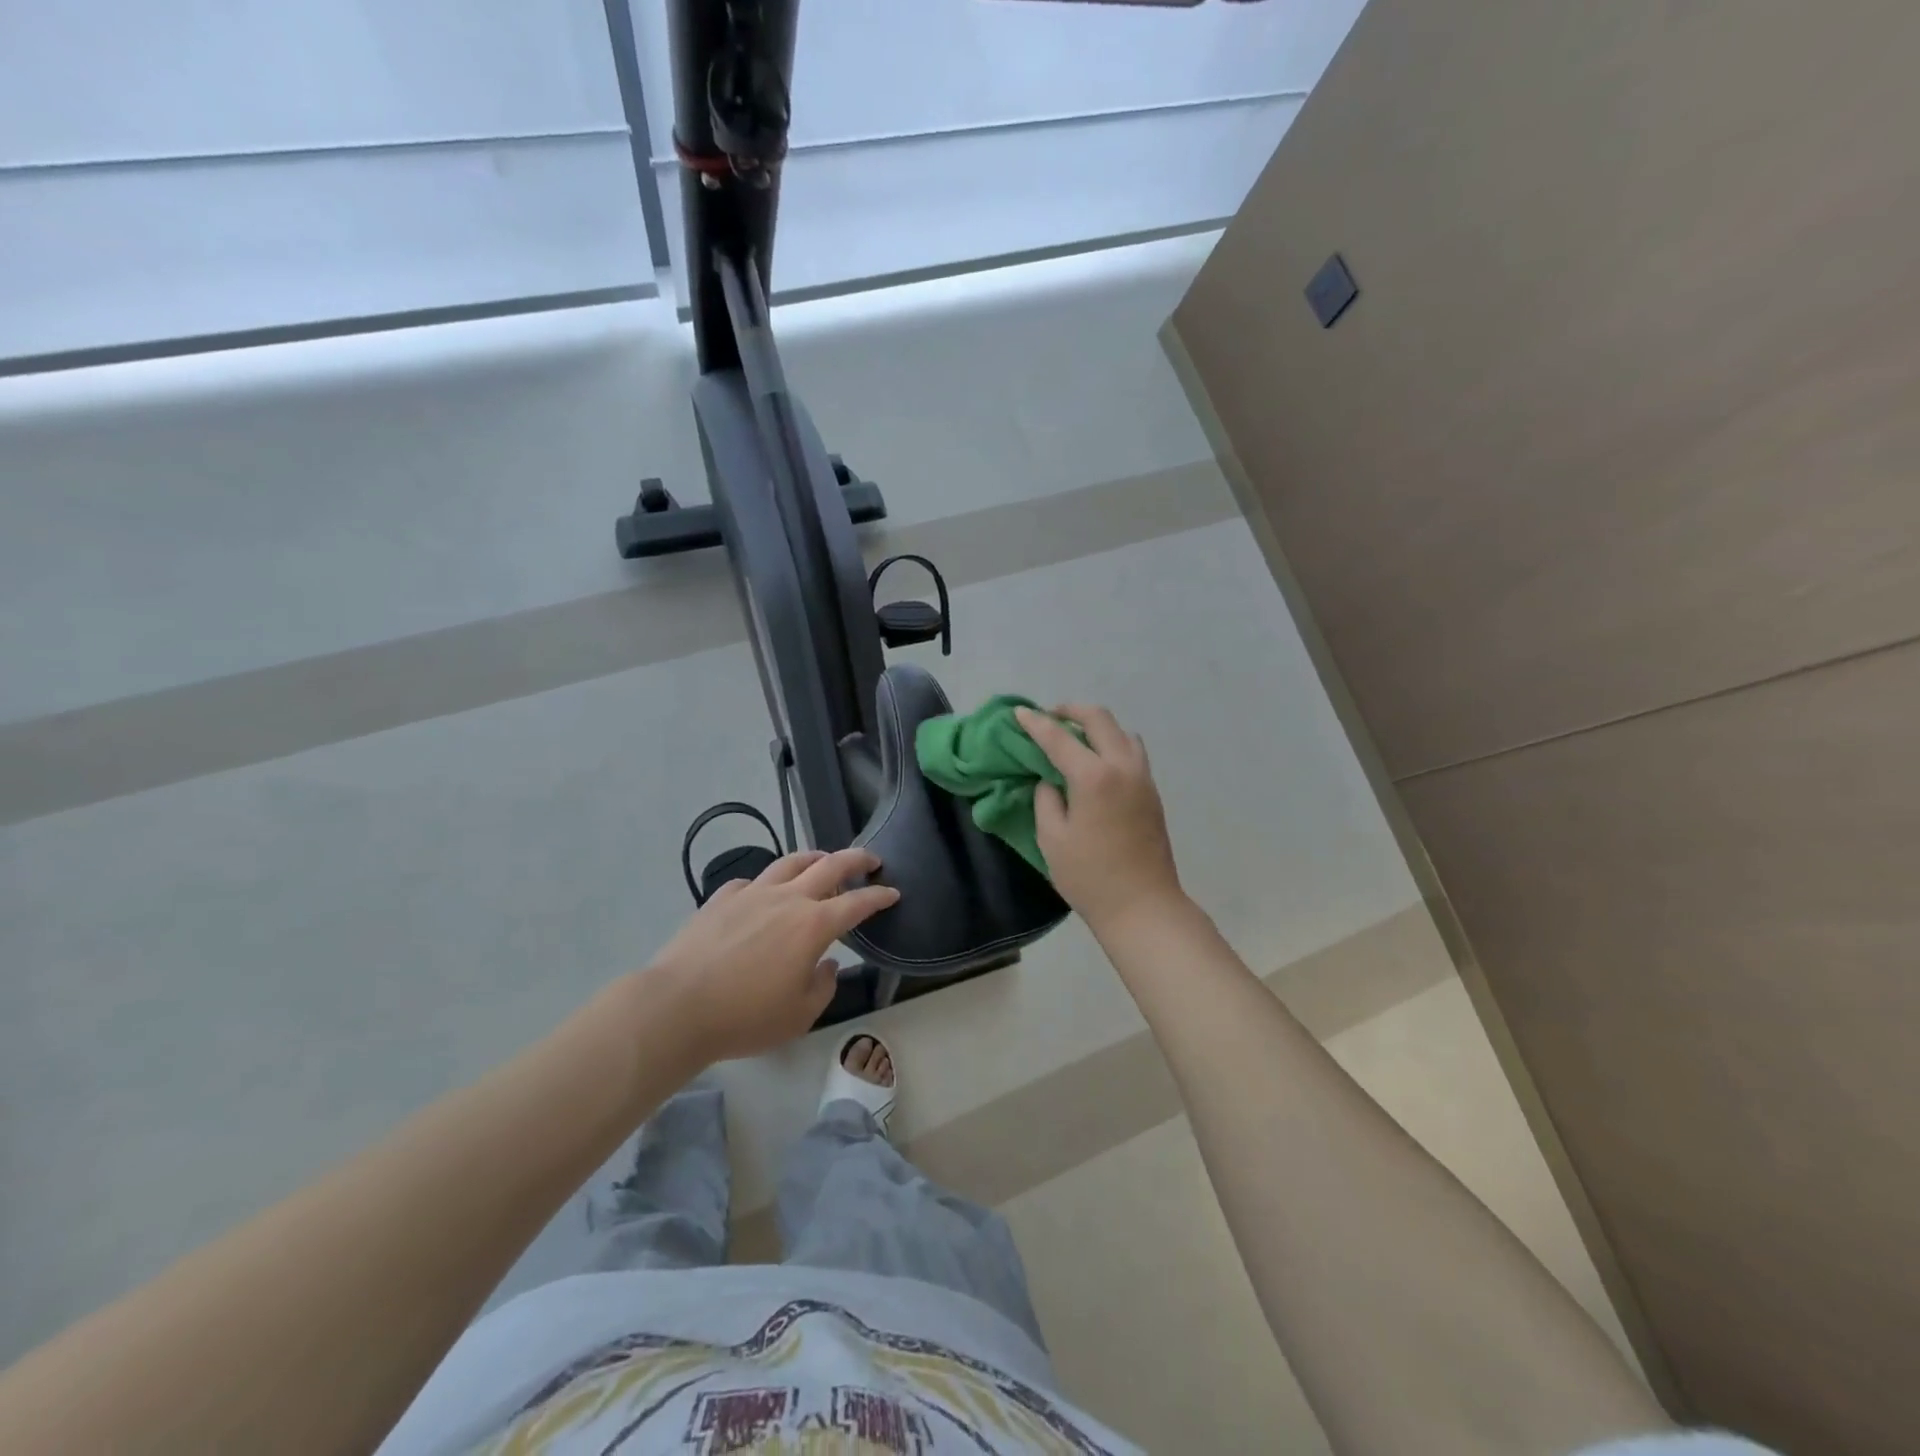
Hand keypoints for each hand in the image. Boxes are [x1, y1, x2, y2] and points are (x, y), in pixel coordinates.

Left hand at [643, 847, 899, 1063]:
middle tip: (871, 859)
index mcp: (814, 925)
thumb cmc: (746, 1017)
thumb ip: (823, 985)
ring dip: (814, 857)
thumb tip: (827, 963)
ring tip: (823, 860)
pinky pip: (751, 881)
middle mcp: (787, 899)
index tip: (892, 892)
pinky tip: (763, 892)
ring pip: (790, 862)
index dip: (879, 896)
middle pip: (830, 865)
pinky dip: (766, 882)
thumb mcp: (800, 1015)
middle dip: (856, 859)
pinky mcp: (721, 898)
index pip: (857, 902)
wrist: (678, 1006)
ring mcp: (752, 893)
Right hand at [1015, 703, 1185, 934]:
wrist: (1143, 906)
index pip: (1059, 737)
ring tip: (1075, 738)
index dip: (1035, 723)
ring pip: (1122, 731)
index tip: (1019, 712)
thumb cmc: (1090, 876)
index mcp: (1093, 776)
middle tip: (1049, 718)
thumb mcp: (1052, 838)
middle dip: (1071, 711)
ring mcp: (1143, 777)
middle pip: (1099, 718)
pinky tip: (1097, 761)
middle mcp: (1122, 766)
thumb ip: (1046, 800)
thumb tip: (1051, 781)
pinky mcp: (1152, 792)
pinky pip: (1132, 750)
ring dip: (1096, 725)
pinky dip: (1112, 742)